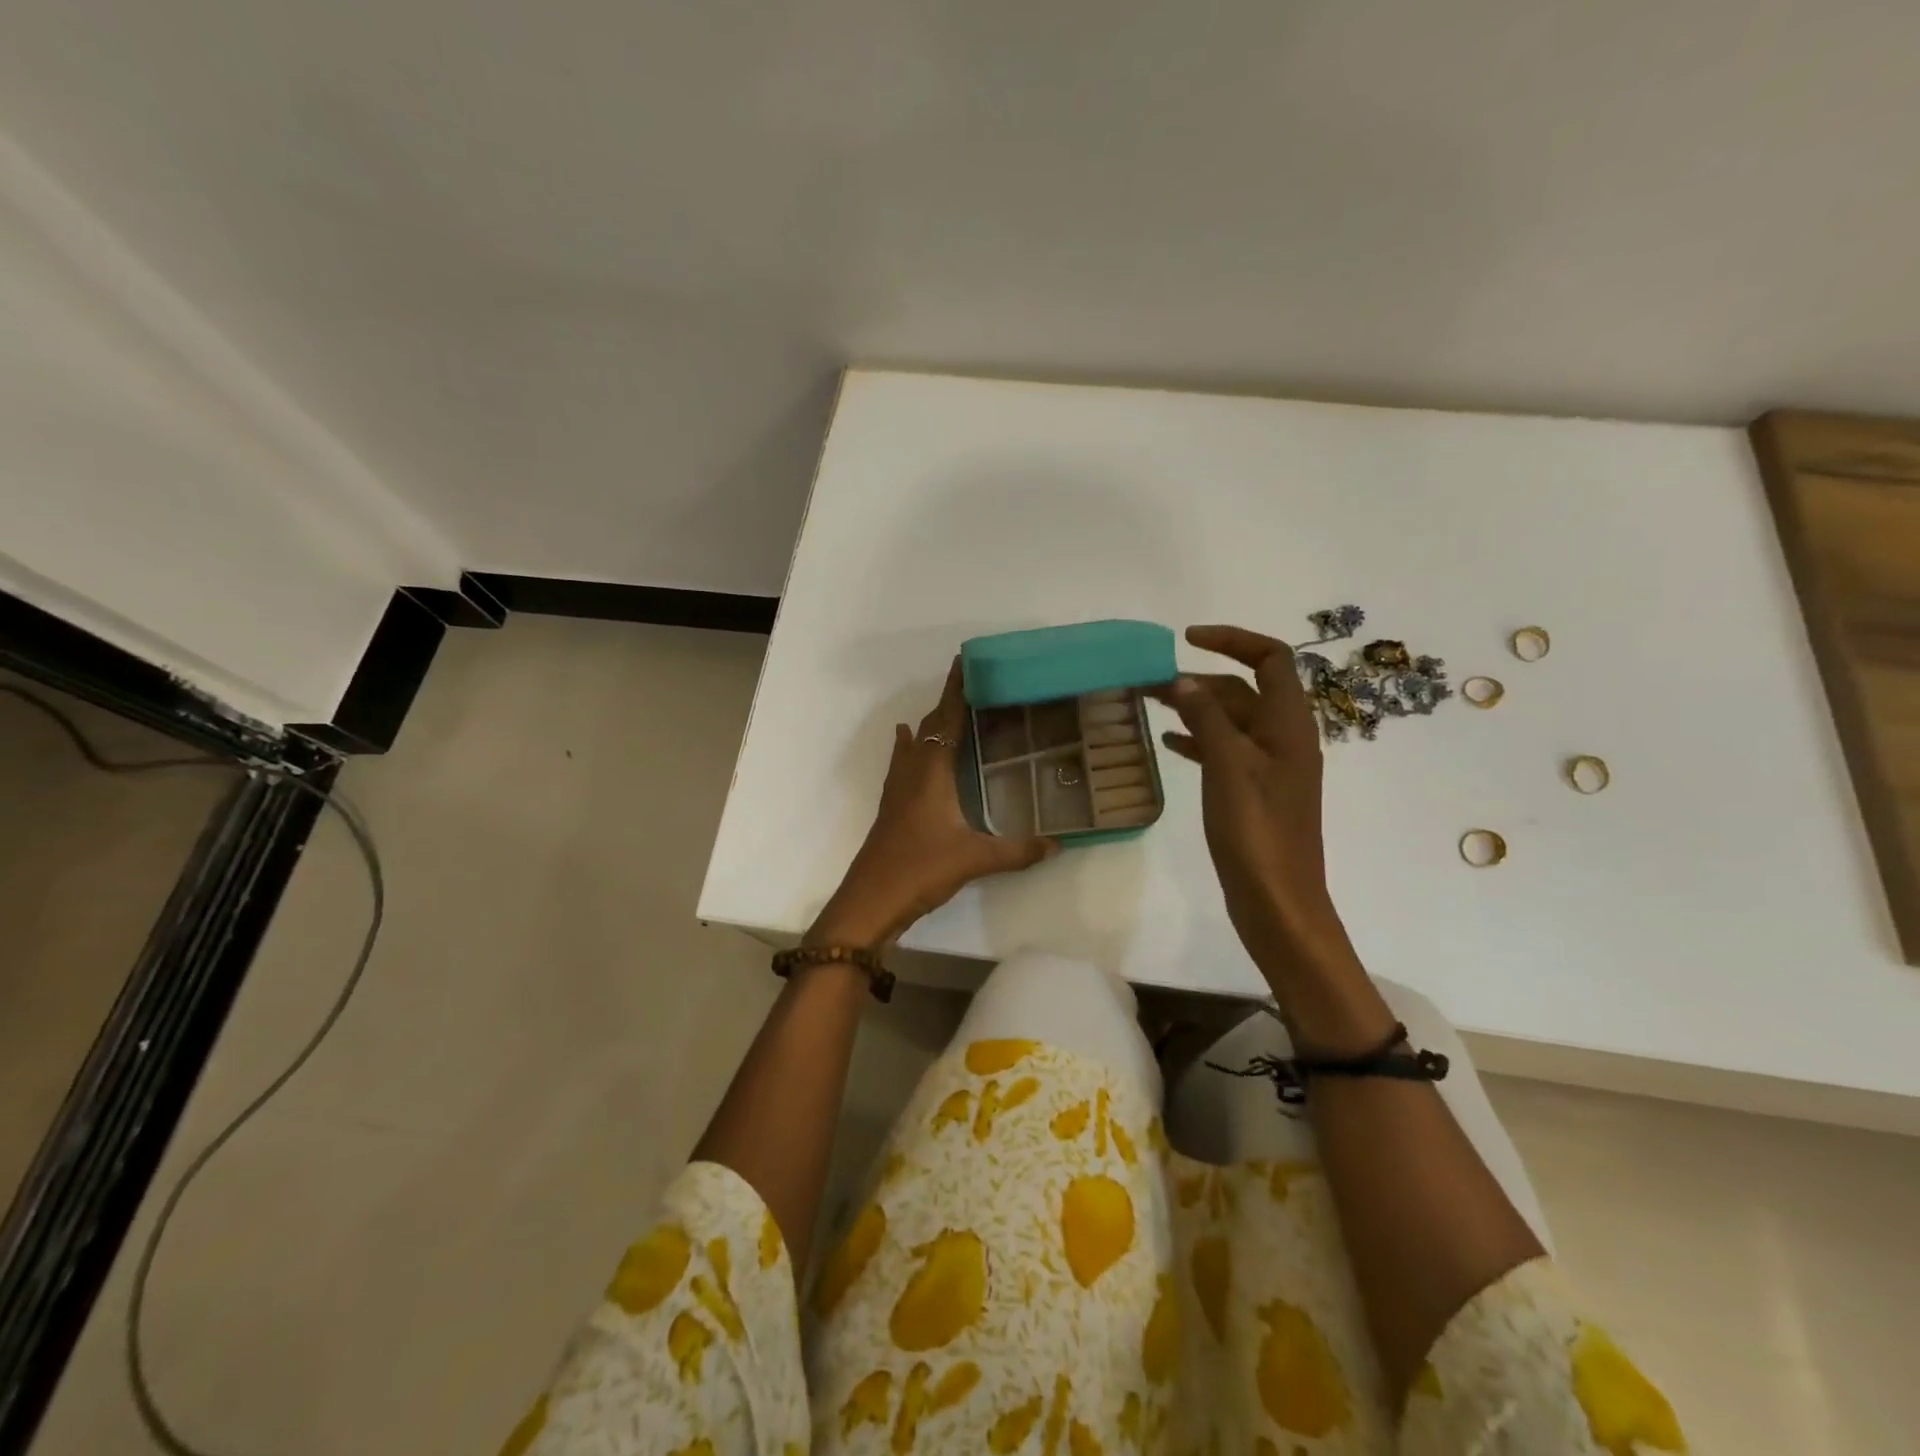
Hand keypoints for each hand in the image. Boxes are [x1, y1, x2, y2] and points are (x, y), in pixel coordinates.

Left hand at [810, 659, 1057, 947]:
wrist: (872, 898)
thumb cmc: (921, 868)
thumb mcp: (975, 859)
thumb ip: (1018, 851)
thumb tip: (1058, 844)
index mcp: (932, 771)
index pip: (946, 719)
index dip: (956, 691)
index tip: (965, 662)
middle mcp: (912, 771)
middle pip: (929, 726)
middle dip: (948, 705)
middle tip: (974, 690)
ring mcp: (897, 789)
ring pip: (913, 744)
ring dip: (930, 725)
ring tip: (950, 713)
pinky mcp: (891, 807)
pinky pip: (903, 763)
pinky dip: (910, 746)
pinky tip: (908, 743)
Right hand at [1153, 625, 1357, 978]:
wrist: (1278, 902)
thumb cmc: (1257, 831)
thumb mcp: (1228, 766)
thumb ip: (1206, 717)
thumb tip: (1182, 679)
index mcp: (1288, 725)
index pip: (1271, 658)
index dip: (1232, 639)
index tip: (1187, 638)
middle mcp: (1283, 738)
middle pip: (1244, 689)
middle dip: (1200, 678)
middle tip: (1149, 681)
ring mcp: (1269, 767)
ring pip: (1230, 720)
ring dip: (1194, 707)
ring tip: (1150, 704)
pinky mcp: (1253, 791)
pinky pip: (1224, 750)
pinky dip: (1198, 739)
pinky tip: (1168, 743)